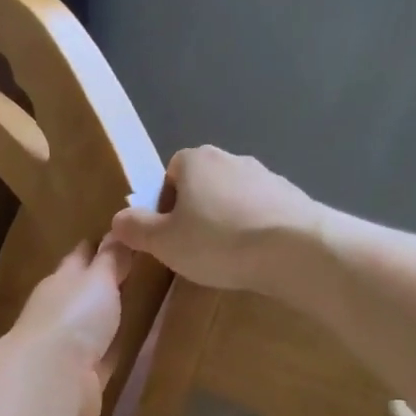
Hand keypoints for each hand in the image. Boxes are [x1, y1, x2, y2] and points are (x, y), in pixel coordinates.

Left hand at [9, 237, 131, 415]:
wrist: (51, 378)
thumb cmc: (74, 316)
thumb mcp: (98, 279)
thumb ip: (110, 258)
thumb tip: (118, 229)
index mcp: (61, 280)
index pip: (80, 256)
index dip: (97, 246)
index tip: (118, 235)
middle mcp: (60, 310)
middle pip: (84, 291)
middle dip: (102, 282)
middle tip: (134, 270)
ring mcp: (69, 345)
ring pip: (92, 325)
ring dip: (107, 318)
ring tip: (137, 307)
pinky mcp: (82, 377)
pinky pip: (105, 357)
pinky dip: (115, 350)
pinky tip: (134, 346)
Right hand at [110, 146, 318, 290]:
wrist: (296, 250)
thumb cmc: (218, 241)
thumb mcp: (164, 242)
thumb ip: (136, 229)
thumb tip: (118, 219)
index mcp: (196, 160)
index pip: (170, 172)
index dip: (164, 203)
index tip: (168, 233)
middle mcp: (231, 158)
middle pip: (202, 184)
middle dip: (196, 212)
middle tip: (193, 247)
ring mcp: (267, 175)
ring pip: (233, 198)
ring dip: (227, 221)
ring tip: (227, 256)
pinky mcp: (293, 197)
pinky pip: (262, 212)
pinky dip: (255, 229)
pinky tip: (255, 256)